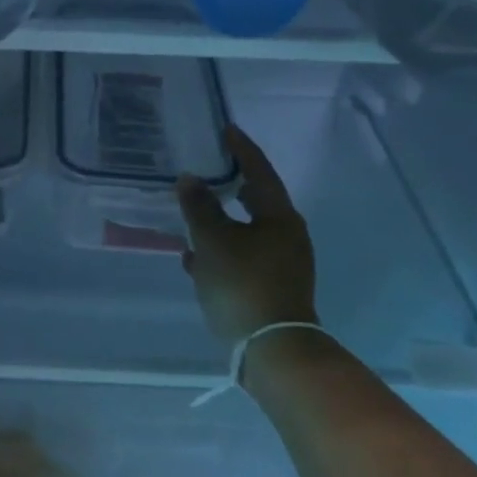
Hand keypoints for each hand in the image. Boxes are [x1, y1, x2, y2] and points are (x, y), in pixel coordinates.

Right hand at [177, 124, 318, 341]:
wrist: (270, 347)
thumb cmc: (242, 283)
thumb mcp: (212, 240)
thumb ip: (199, 206)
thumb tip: (190, 178)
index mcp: (279, 216)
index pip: (259, 171)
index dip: (242, 149)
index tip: (226, 129)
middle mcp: (286, 235)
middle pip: (257, 201)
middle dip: (232, 185)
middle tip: (209, 168)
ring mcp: (281, 264)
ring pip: (246, 231)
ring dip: (221, 221)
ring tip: (193, 212)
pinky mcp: (270, 287)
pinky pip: (242, 258)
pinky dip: (221, 251)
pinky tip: (194, 258)